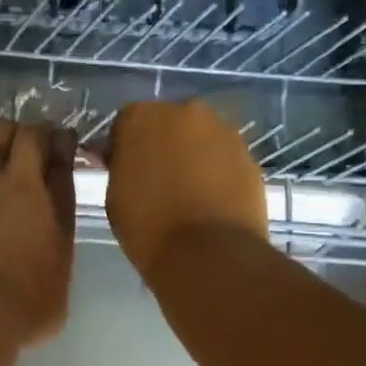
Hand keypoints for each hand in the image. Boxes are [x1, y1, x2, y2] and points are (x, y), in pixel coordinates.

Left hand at [0, 119, 77, 345]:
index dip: (59, 141)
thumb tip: (51, 217)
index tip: (63, 142)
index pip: (54, 148)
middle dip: (27, 133)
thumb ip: (57, 232)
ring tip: (0, 174)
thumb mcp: (60, 269)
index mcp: (42, 193)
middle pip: (16, 134)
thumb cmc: (26, 300)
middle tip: (33, 146)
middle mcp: (7, 181)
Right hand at [102, 100, 268, 277]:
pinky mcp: (250, 156)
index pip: (127, 123)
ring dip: (193, 157)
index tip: (125, 171)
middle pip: (168, 124)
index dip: (125, 148)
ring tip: (188, 194)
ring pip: (201, 139)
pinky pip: (225, 160)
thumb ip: (121, 167)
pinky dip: (218, 173)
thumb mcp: (115, 195)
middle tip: (157, 181)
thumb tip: (126, 160)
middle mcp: (186, 112)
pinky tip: (212, 202)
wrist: (206, 253)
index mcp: (143, 117)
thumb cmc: (147, 226)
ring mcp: (224, 132)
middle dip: (162, 146)